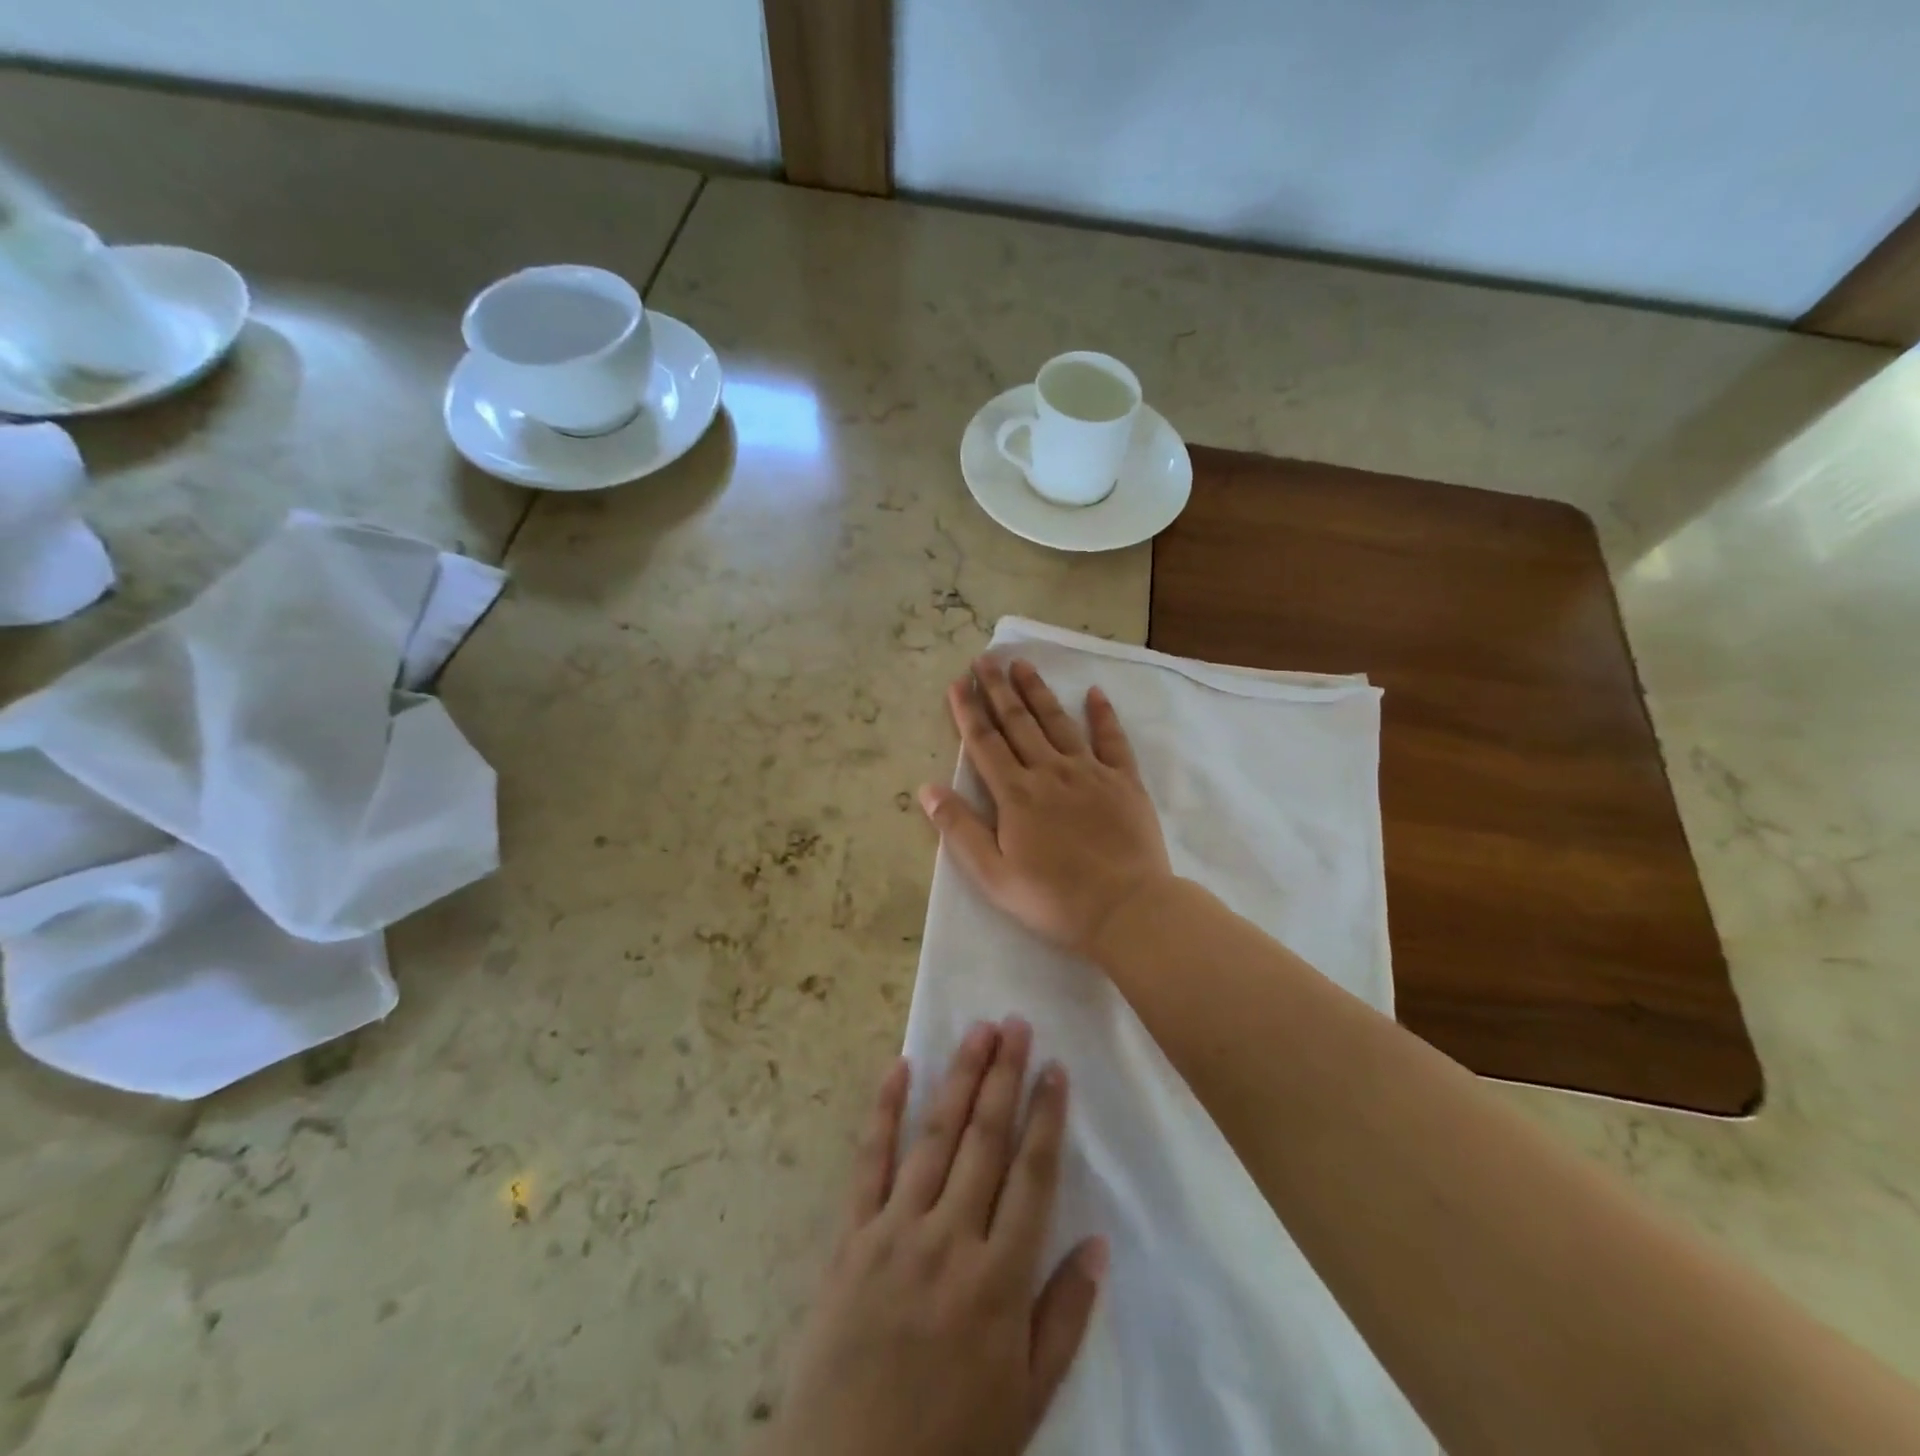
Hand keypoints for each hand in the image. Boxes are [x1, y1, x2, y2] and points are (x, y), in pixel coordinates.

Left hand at [756, 1021, 1106, 1455]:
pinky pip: (869, 1161)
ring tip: (977, 1031)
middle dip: (1003, 1076)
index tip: (1055, 1068)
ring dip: (958, 1078)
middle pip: (984, 1139)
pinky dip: (884, 1110)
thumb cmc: (950, 1443)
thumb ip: (1064, 1318)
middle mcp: (949, 1239)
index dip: (1046, 1117)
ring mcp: (895, 1230)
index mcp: (998, 1280)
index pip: (1032, 1176)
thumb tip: (1098, 1243)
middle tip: (1015, 1024)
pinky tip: (899, 1067)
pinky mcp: (851, 1235)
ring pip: (935, 1136)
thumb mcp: (1027, 1401)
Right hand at [919, 656, 1172, 956]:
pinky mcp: (1124, 781)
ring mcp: (1089, 772)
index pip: (985, 744)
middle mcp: (1049, 772)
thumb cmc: (1053, 898)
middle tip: (985, 659)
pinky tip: (1094, 693)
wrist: (1125, 908)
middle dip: (998, 690)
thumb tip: (927, 788)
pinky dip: (1102, 715)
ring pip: (1058, 722)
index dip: (968, 712)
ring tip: (1022, 665)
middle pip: (1018, 723)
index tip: (958, 683)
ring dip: (1038, 692)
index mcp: (1016, 794)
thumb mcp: (993, 874)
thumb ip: (960, 829)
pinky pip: (1112, 739)